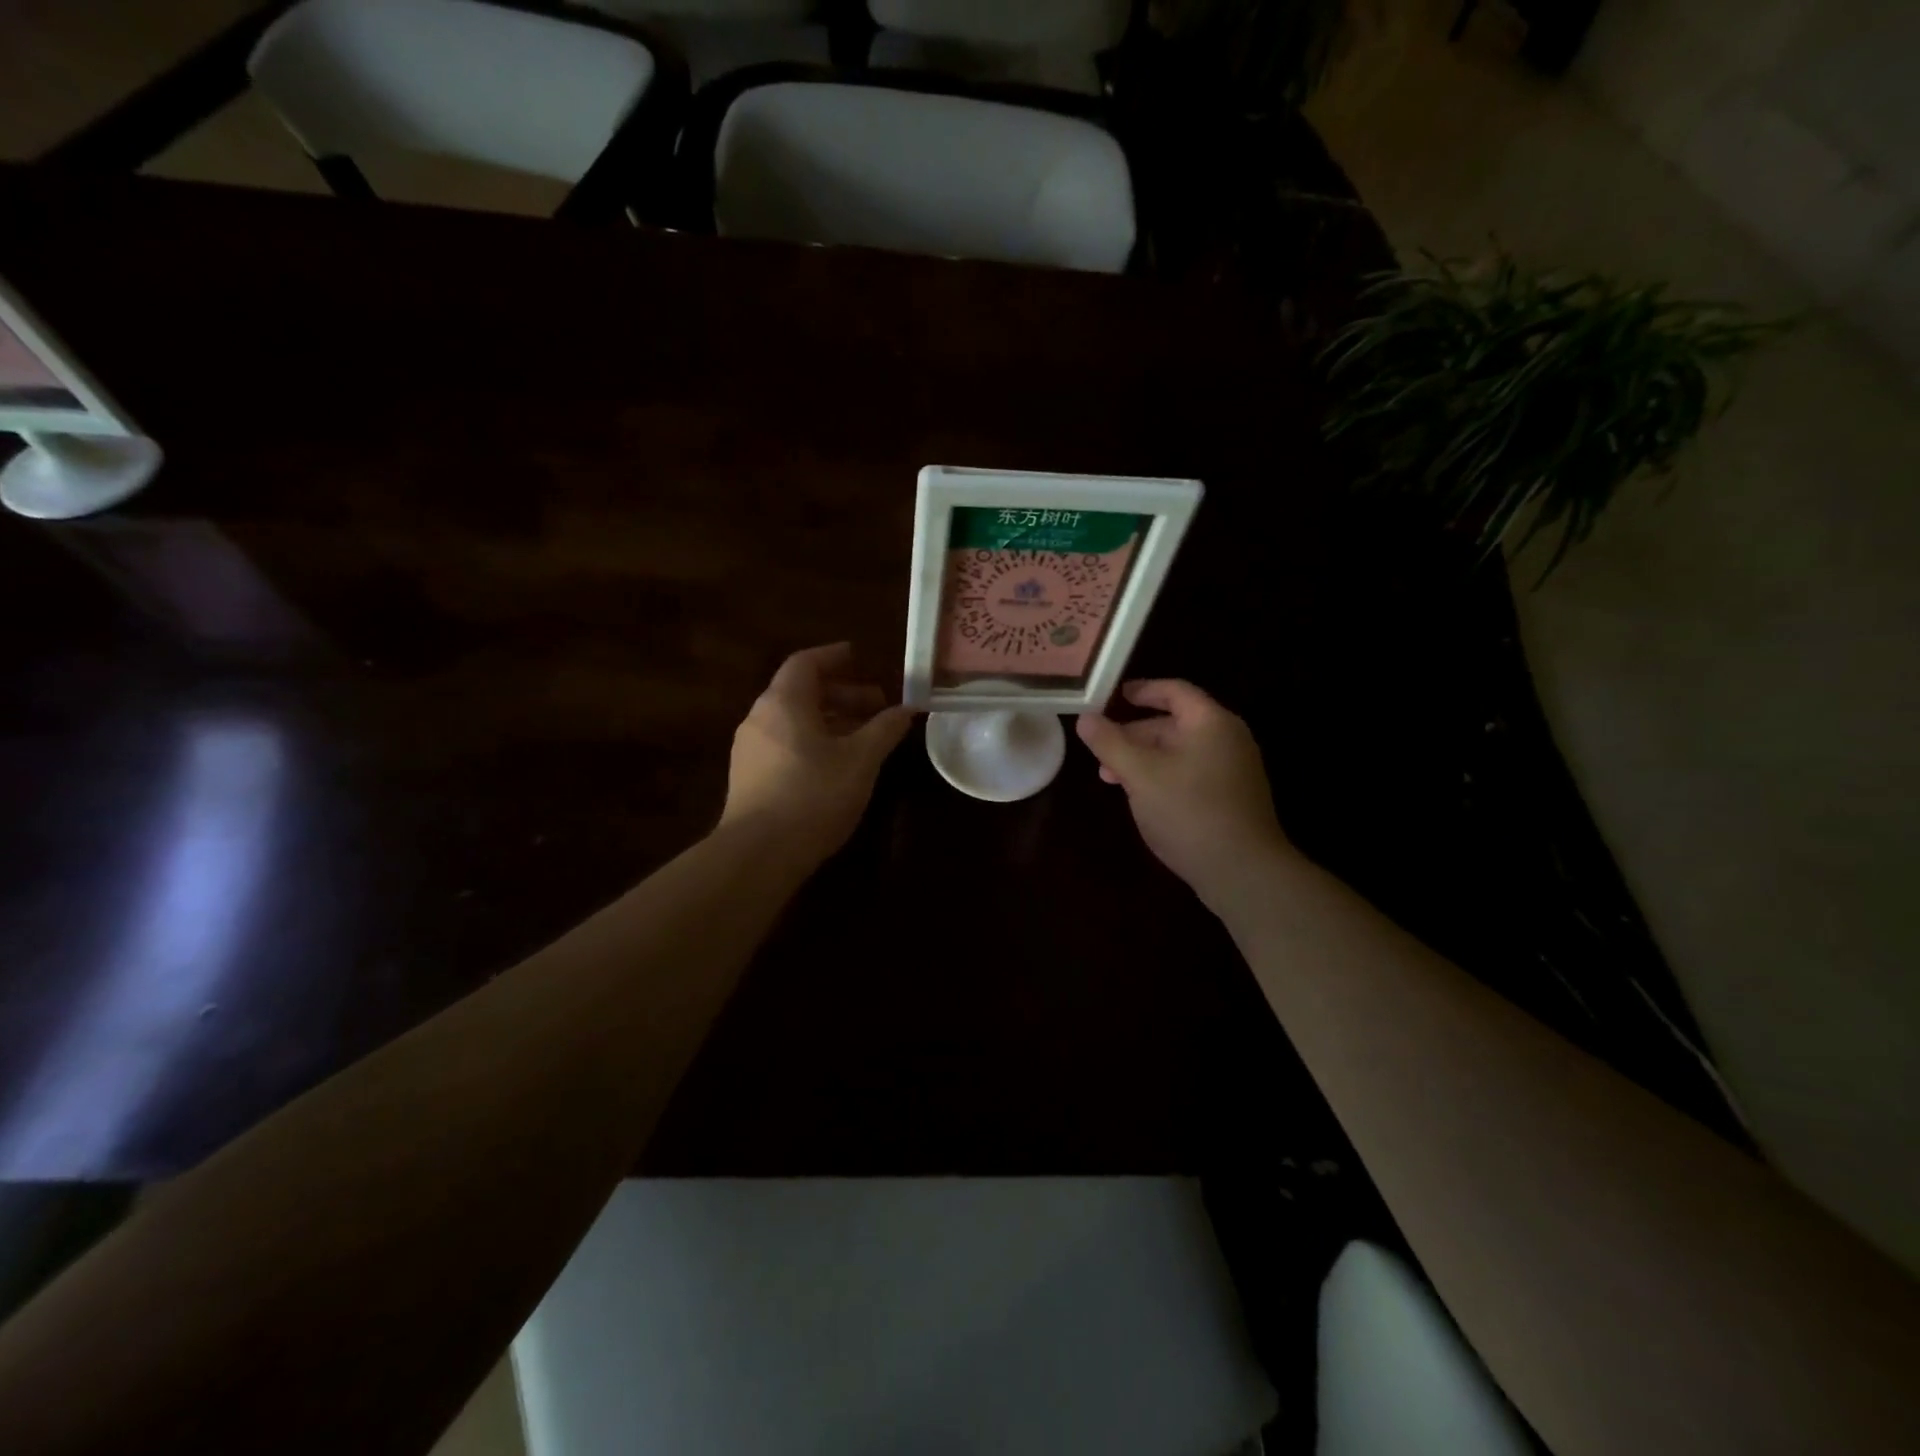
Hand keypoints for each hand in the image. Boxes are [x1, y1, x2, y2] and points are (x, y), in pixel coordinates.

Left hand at [721, 643, 913, 862]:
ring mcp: (749, 749)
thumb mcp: (861, 760)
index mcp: (783, 702)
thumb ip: (885, 729)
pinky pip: (784, 743)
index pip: (806, 663)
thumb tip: (908, 708)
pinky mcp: (748, 777)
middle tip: (877, 706)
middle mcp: (760, 718)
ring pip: (793, 720)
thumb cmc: (814, 795)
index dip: (834, 657)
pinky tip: (836, 765)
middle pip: (801, 692)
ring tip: (863, 737)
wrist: (759, 853)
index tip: (860, 658)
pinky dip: (813, 741)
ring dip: (830, 720)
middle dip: (842, 694)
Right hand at [1076, 680, 1293, 913]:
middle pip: (1174, 723)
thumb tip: (1085, 718)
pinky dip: (1162, 776)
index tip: (1111, 697)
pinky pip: (1190, 773)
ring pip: (1179, 752)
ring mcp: (1232, 770)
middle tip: (1100, 749)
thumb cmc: (1189, 811)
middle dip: (1133, 733)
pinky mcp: (1231, 797)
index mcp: (1211, 722)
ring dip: (1143, 758)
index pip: (1174, 691)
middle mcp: (1227, 739)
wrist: (1242, 871)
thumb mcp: (1140, 774)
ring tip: (1111, 778)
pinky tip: (1141, 797)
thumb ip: (1110, 743)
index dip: (1141, 690)